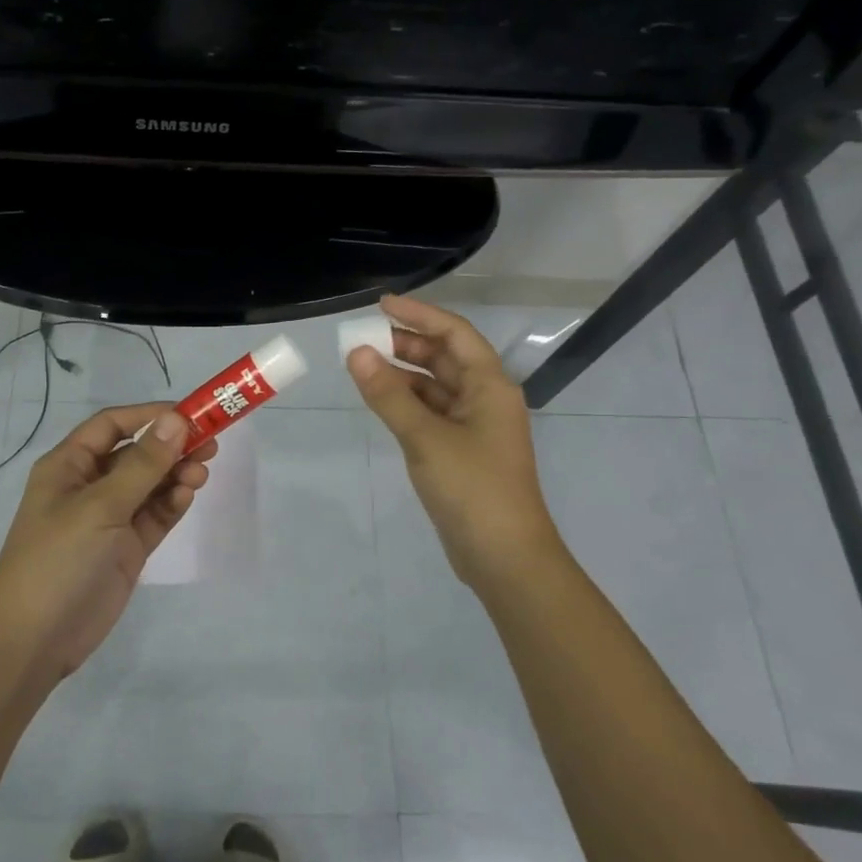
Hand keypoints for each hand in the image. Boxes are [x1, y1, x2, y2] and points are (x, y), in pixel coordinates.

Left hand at [0, 403, 217, 678]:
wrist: (34, 639)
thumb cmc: (57, 558)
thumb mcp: (100, 506)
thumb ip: (142, 464)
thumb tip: (176, 419)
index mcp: (69, 465)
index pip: (112, 425)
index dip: (149, 415)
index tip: (190, 414)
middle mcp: (90, 486)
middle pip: (137, 453)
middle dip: (171, 446)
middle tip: (211, 443)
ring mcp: (110, 519)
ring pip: (151, 484)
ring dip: (176, 474)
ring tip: (201, 474)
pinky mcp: (126, 548)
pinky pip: (155, 515)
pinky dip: (173, 503)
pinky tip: (188, 496)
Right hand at [347, 295, 561, 592]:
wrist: (504, 556)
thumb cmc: (472, 488)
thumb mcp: (425, 437)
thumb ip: (389, 395)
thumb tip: (356, 353)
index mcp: (490, 386)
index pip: (454, 334)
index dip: (419, 315)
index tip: (381, 305)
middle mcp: (485, 399)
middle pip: (445, 358)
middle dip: (407, 344)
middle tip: (363, 339)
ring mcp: (475, 427)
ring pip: (436, 387)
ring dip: (404, 374)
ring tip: (364, 366)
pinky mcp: (462, 452)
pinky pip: (431, 413)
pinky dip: (407, 403)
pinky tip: (381, 401)